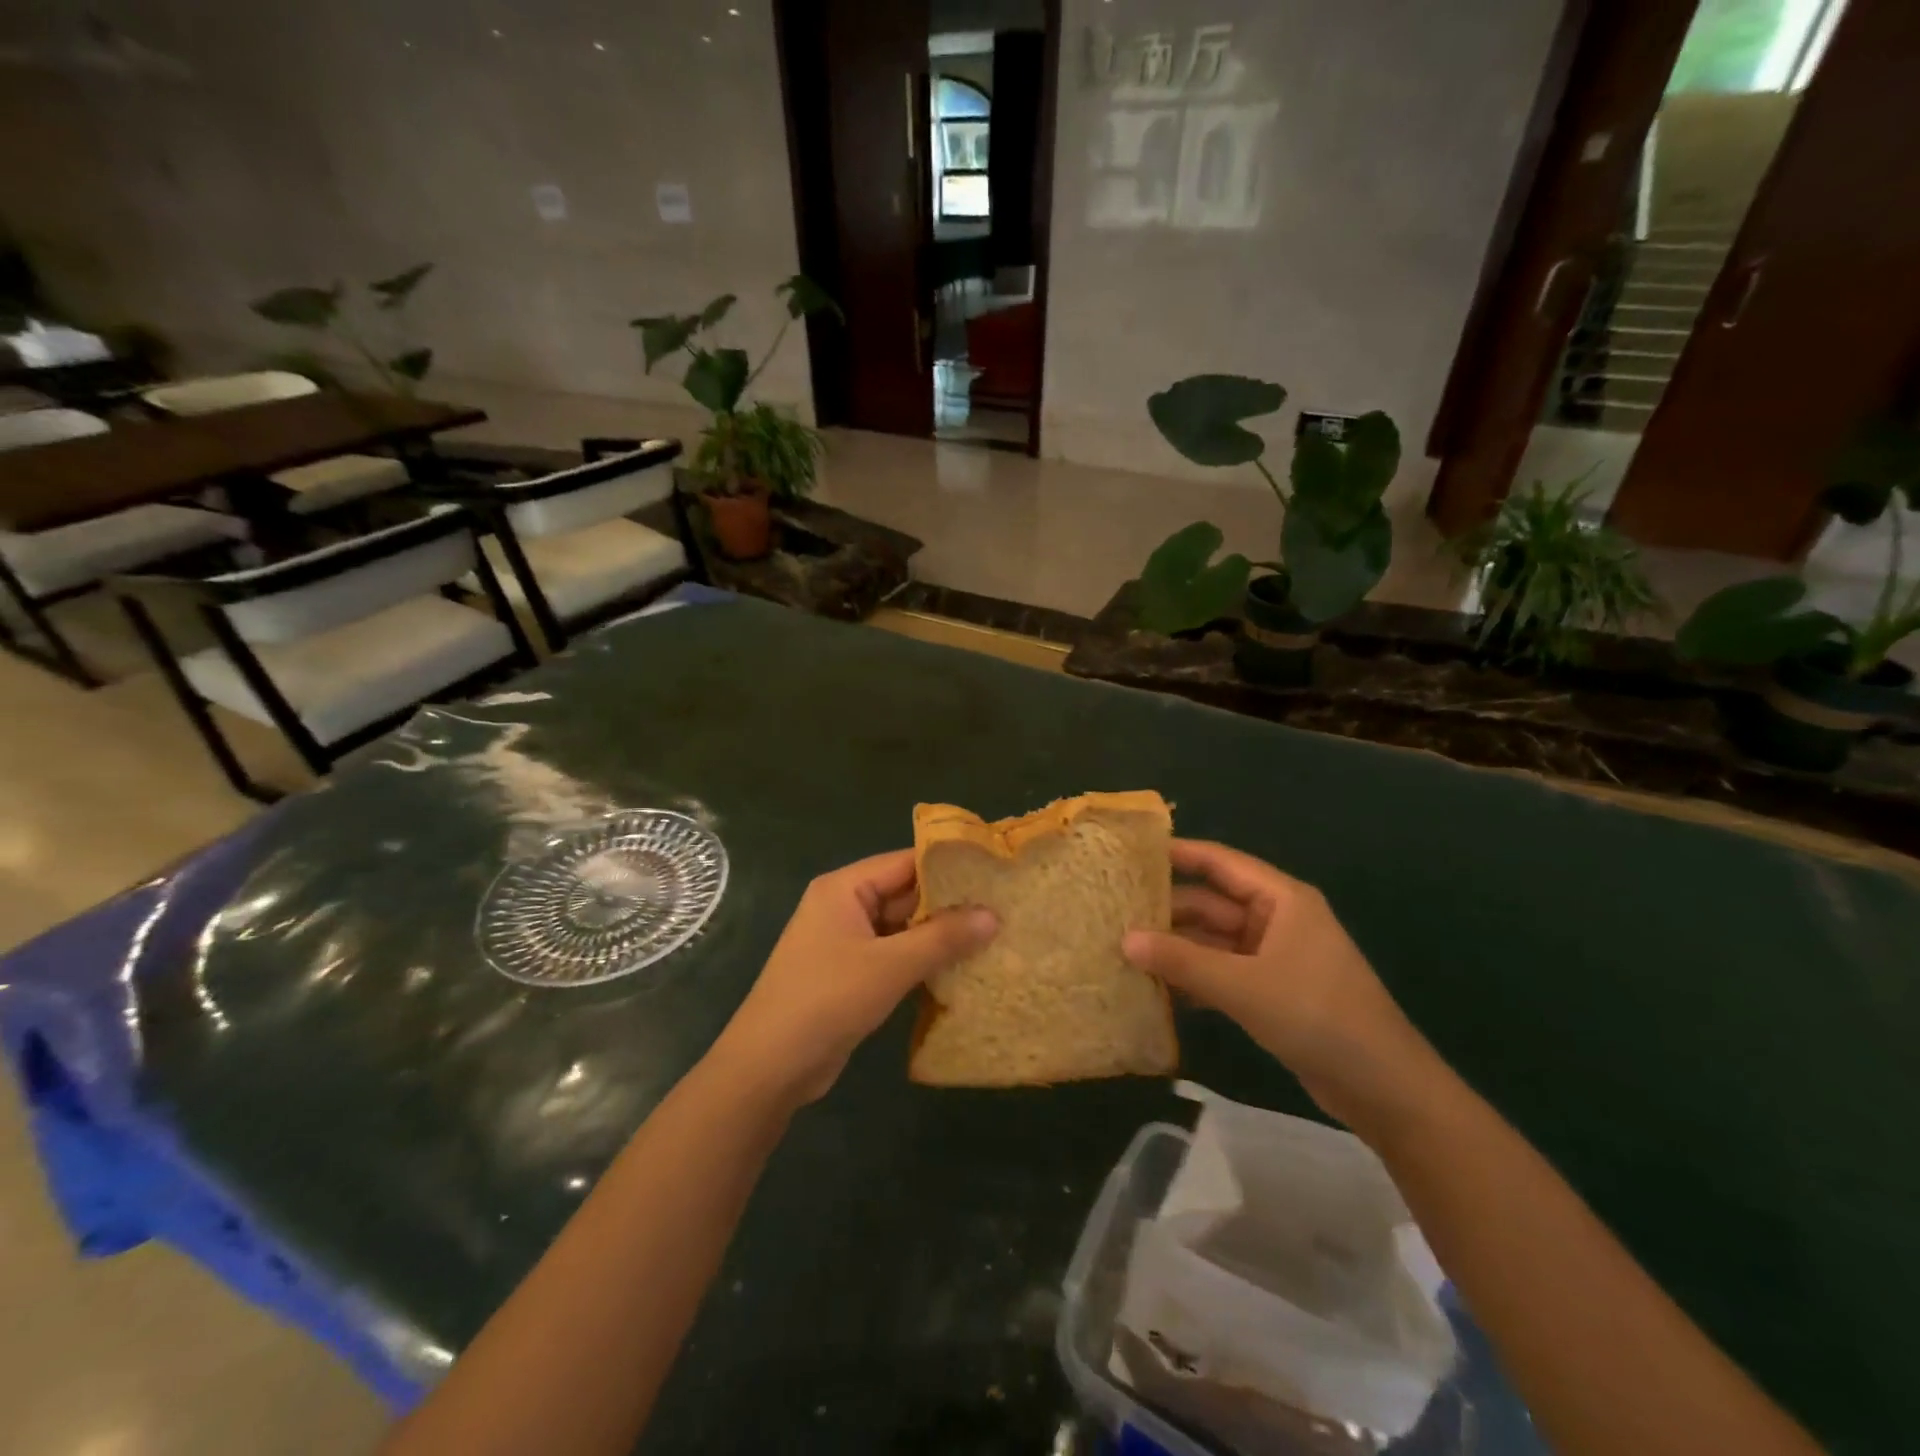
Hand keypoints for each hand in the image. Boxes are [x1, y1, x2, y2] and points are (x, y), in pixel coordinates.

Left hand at [707, 850, 996, 1108]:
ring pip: (902, 928)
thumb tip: (993, 915)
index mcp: (844, 888)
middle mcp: (844, 907)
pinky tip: (961, 969)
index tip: (994, 872)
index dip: (949, 866)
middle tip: (1003, 907)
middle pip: (905, 894)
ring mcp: (846, 942)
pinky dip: (922, 961)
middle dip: (949, 905)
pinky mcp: (850, 974)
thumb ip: (943, 938)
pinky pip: (894, 956)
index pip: (905, 862)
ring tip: (993, 936)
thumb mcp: (890, 966)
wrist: (770, 1067)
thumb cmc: (828, 1000)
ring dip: (939, 936)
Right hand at [1122, 839, 1448, 1134]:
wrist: (1383, 1088)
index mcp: (1281, 899)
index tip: (1131, 853)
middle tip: (1114, 911)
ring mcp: (1273, 957)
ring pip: (1213, 941)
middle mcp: (1276, 919)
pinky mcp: (1270, 991)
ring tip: (1122, 949)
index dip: (1178, 854)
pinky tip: (1155, 989)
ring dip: (1175, 948)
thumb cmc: (1317, 1016)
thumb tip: (1125, 940)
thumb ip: (1183, 962)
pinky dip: (1193, 977)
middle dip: (1167, 910)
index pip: (1220, 863)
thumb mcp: (1244, 986)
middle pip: (1211, 904)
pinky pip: (1221, 972)